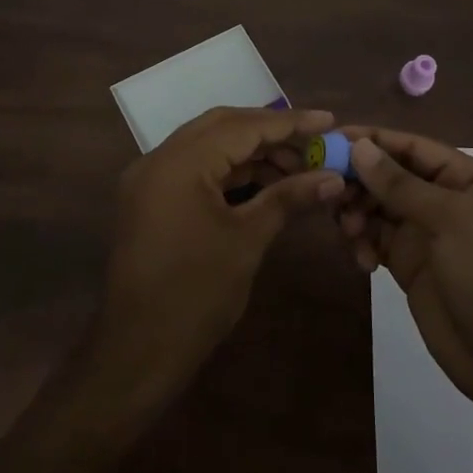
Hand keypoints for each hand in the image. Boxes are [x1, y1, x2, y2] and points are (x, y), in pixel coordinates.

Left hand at [97, 106, 344, 395]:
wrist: (138, 352)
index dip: (290, 123)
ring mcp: (150, 180)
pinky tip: (263, 184)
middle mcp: (158, 159)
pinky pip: (194, 169)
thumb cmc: (197, 294)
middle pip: (222, 126)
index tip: (329, 121)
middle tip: (313, 144)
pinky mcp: (150, 200)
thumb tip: (333, 177)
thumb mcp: (248, 240)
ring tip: (297, 169)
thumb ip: (288, 198)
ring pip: (208, 147)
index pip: (242, 126)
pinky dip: (229, 171)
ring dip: (251, 153)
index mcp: (179, 162)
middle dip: (270, 132)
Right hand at [338, 128, 472, 412]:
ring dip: (358, 214)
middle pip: (391, 176)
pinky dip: (363, 243)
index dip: (372, 141)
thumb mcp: (450, 221)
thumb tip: (358, 146)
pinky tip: (363, 261)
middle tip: (329, 192)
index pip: (412, 147)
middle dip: (360, 182)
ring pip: (379, 208)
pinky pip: (377, 240)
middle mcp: (447, 199)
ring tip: (349, 231)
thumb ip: (400, 184)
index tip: (329, 140)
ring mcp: (428, 233)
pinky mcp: (411, 264)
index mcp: (469, 178)